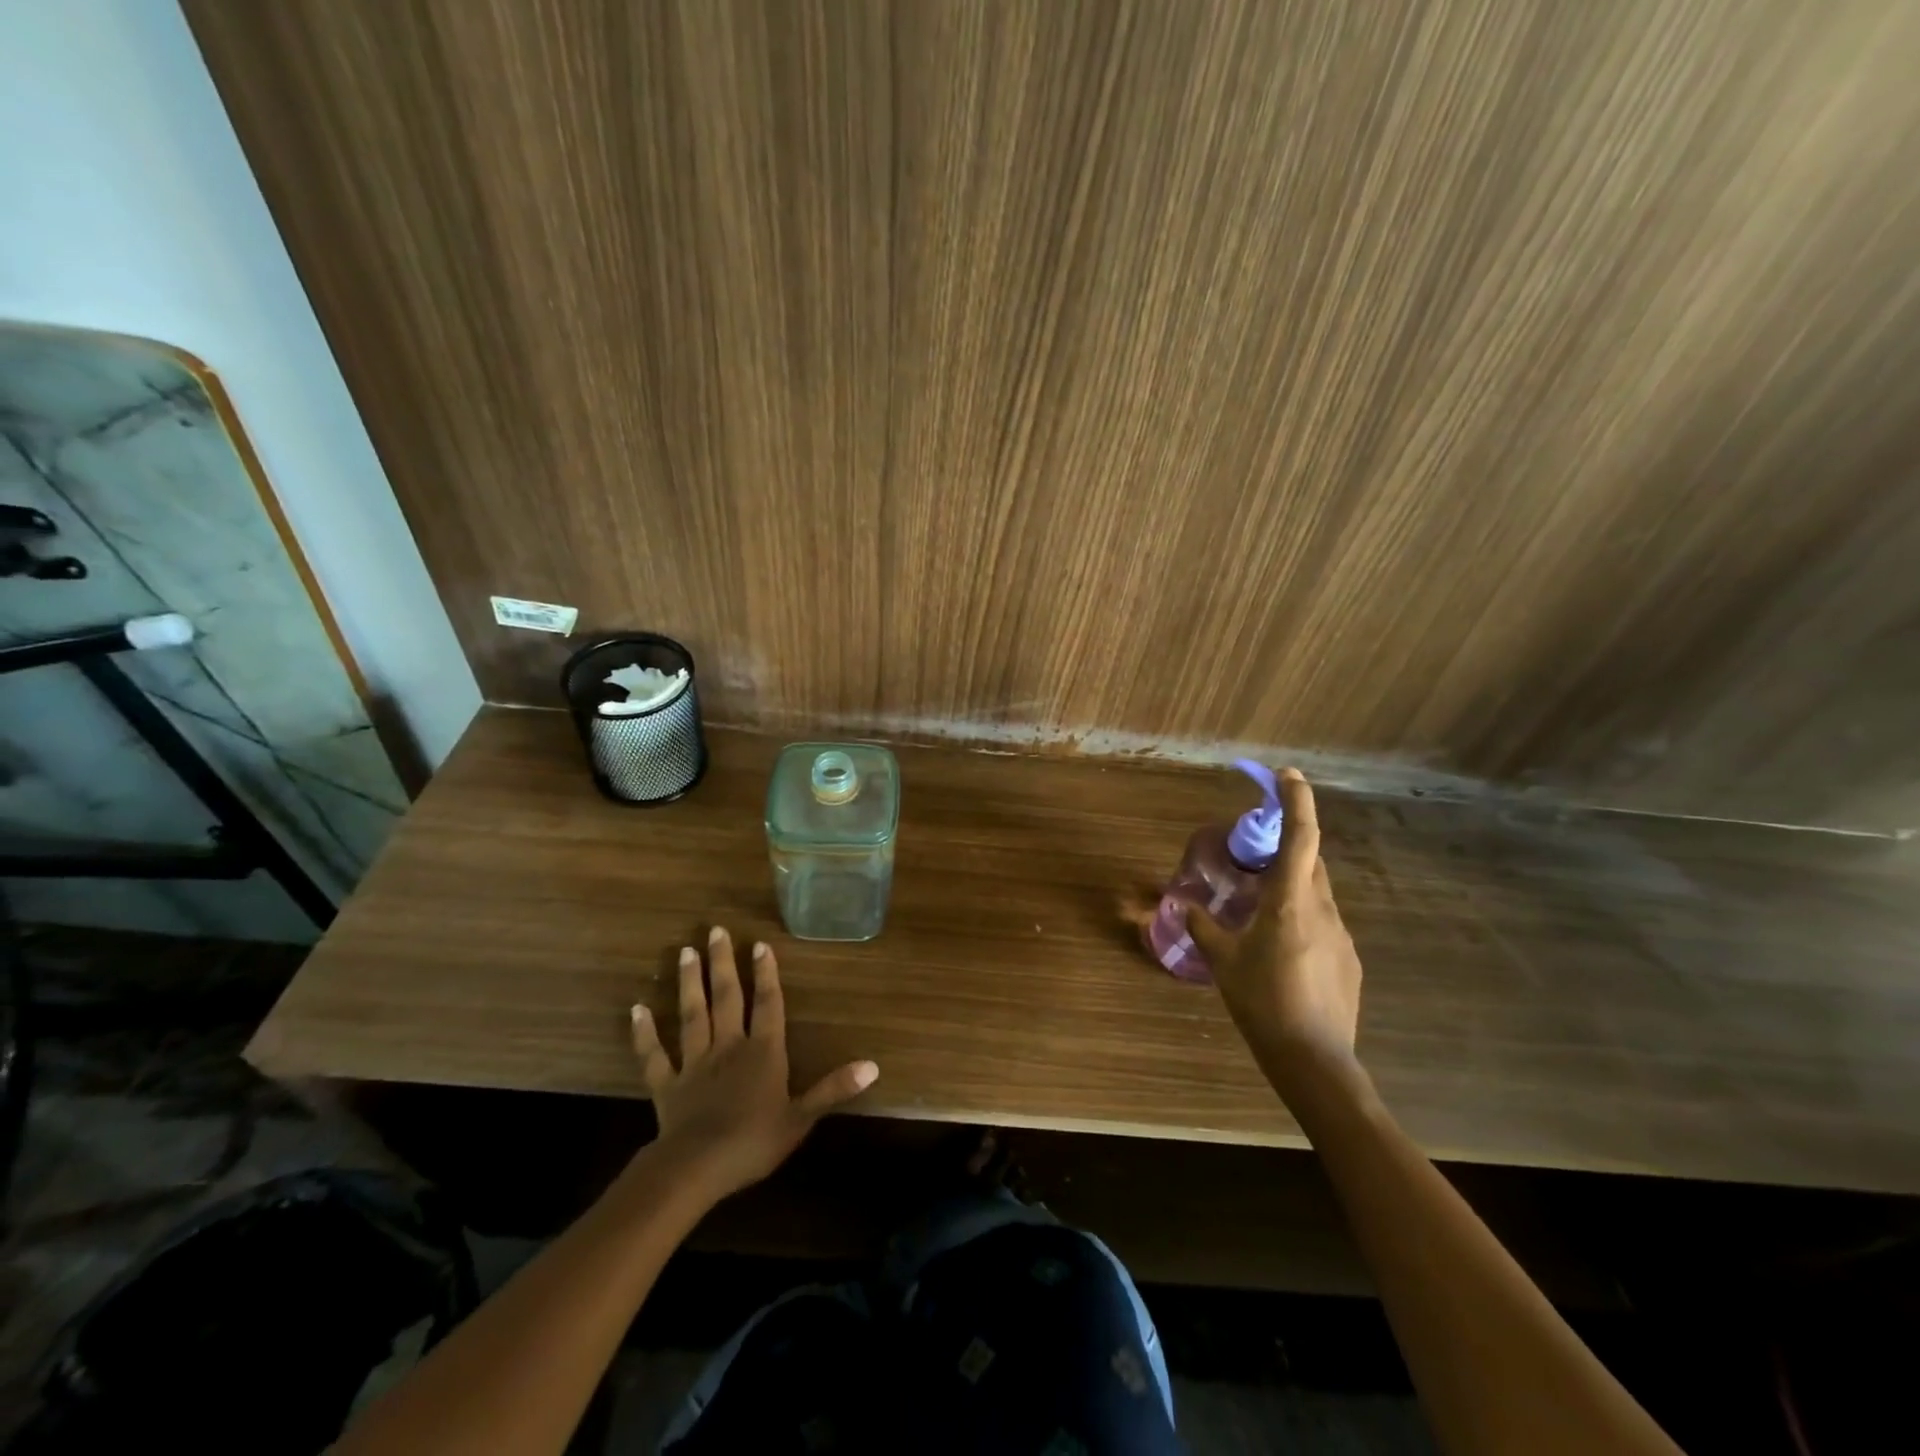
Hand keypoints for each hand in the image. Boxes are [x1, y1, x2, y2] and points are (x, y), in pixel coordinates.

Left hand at [629, 927, 877, 1203]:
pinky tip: (637, 1009)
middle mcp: (729, 1046)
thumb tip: (873, 1065)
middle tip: (715, 930)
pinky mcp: (667, 1084)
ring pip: (692, 1014)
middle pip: (726, 997)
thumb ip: (834, 1088)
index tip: (759, 944)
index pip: (768, 1004)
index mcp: (763, 1052)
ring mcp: (695, 1062)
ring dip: (688, 983)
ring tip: (684, 952)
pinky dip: (644, 1033)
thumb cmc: (754, 1142)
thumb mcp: (801, 1118)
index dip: (766, 974)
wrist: (697, 1168)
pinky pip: (654, 1054)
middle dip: (722, 963)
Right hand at [1186, 769, 1362, 1085]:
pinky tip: (1281, 953)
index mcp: (1290, 902)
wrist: (1314, 1061)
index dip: (1296, 800)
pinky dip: (1302, 921)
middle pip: (1310, 862)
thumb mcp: (1222, 962)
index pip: (1300, 837)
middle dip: (1286, 848)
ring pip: (1316, 894)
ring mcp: (1341, 936)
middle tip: (1255, 854)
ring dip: (1291, 888)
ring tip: (1260, 912)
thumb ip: (1203, 927)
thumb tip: (1184, 905)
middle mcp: (1323, 909)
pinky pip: (1322, 924)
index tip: (1287, 774)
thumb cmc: (1262, 1002)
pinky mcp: (1348, 960)